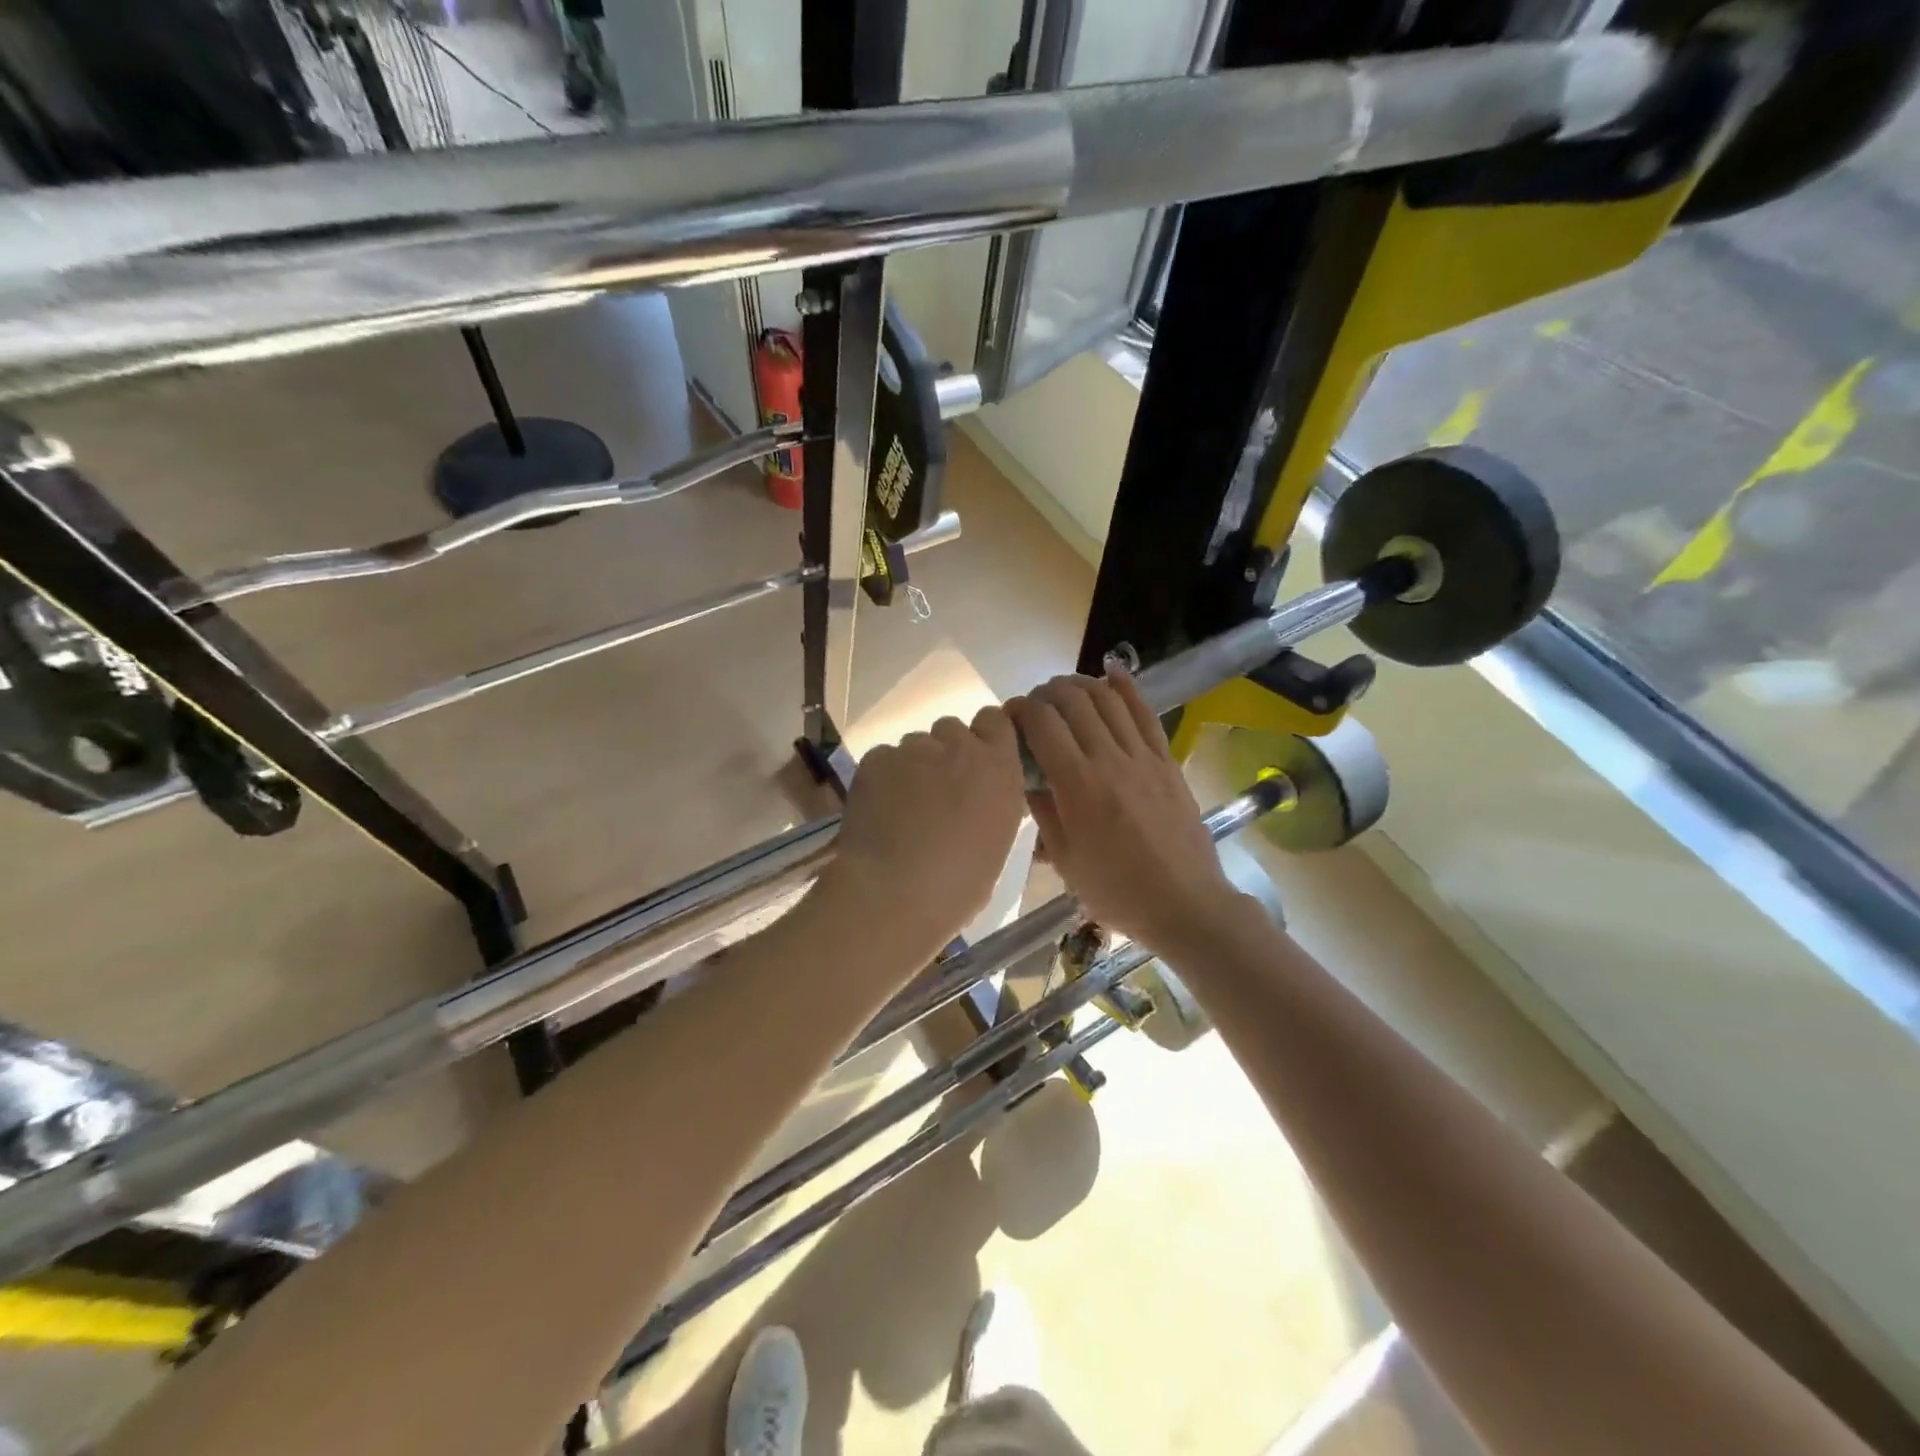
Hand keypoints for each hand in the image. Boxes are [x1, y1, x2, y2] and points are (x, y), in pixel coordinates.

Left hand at [816, 707, 1026, 963]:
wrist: (893, 894)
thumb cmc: (958, 886)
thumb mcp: (997, 843)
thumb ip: (992, 805)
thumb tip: (980, 800)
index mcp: (999, 769)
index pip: (995, 720)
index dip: (983, 736)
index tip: (975, 761)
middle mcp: (960, 747)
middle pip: (952, 729)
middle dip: (945, 753)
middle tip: (935, 791)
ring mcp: (915, 749)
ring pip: (915, 745)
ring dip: (913, 766)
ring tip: (901, 807)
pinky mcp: (876, 758)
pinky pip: (883, 758)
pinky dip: (882, 778)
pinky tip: (877, 811)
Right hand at [1007, 667, 1241, 954]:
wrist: (1185, 904)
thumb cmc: (1117, 891)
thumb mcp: (1065, 860)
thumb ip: (1043, 812)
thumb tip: (1027, 778)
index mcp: (1078, 785)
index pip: (1043, 725)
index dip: (1021, 710)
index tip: (1010, 715)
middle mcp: (1109, 759)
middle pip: (1073, 702)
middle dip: (1046, 693)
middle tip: (1035, 706)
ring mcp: (1142, 756)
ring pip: (1108, 699)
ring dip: (1080, 685)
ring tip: (1063, 689)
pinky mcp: (1166, 761)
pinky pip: (1146, 714)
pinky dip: (1126, 687)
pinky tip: (1112, 671)